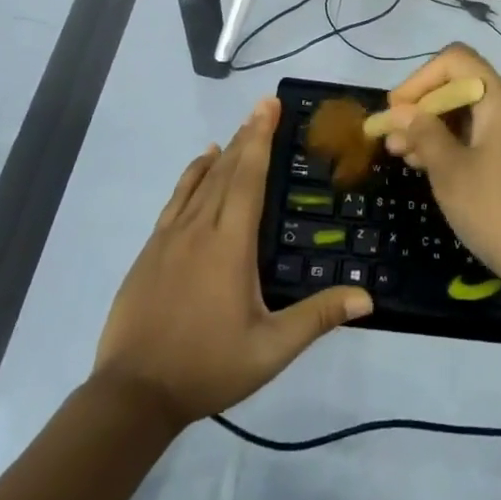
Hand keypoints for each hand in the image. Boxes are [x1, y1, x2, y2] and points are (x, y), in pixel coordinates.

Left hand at [95, 99, 371, 425]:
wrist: (133, 393)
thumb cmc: (207, 367)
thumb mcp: (270, 350)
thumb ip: (316, 318)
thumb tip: (367, 298)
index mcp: (230, 245)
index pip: (249, 179)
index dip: (261, 140)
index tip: (269, 106)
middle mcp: (200, 229)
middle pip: (227, 171)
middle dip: (247, 136)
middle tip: (263, 107)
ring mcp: (170, 237)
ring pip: (201, 181)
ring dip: (223, 152)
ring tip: (240, 130)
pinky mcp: (151, 249)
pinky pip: (177, 199)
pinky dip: (192, 175)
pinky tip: (201, 164)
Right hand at [382, 45, 500, 297]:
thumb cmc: (499, 213)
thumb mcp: (450, 172)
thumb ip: (424, 133)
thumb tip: (402, 110)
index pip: (456, 60)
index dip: (420, 79)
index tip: (396, 111)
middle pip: (464, 86)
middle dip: (424, 108)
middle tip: (393, 140)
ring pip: (473, 116)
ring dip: (437, 129)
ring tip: (405, 158)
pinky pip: (486, 138)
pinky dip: (458, 145)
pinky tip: (435, 170)